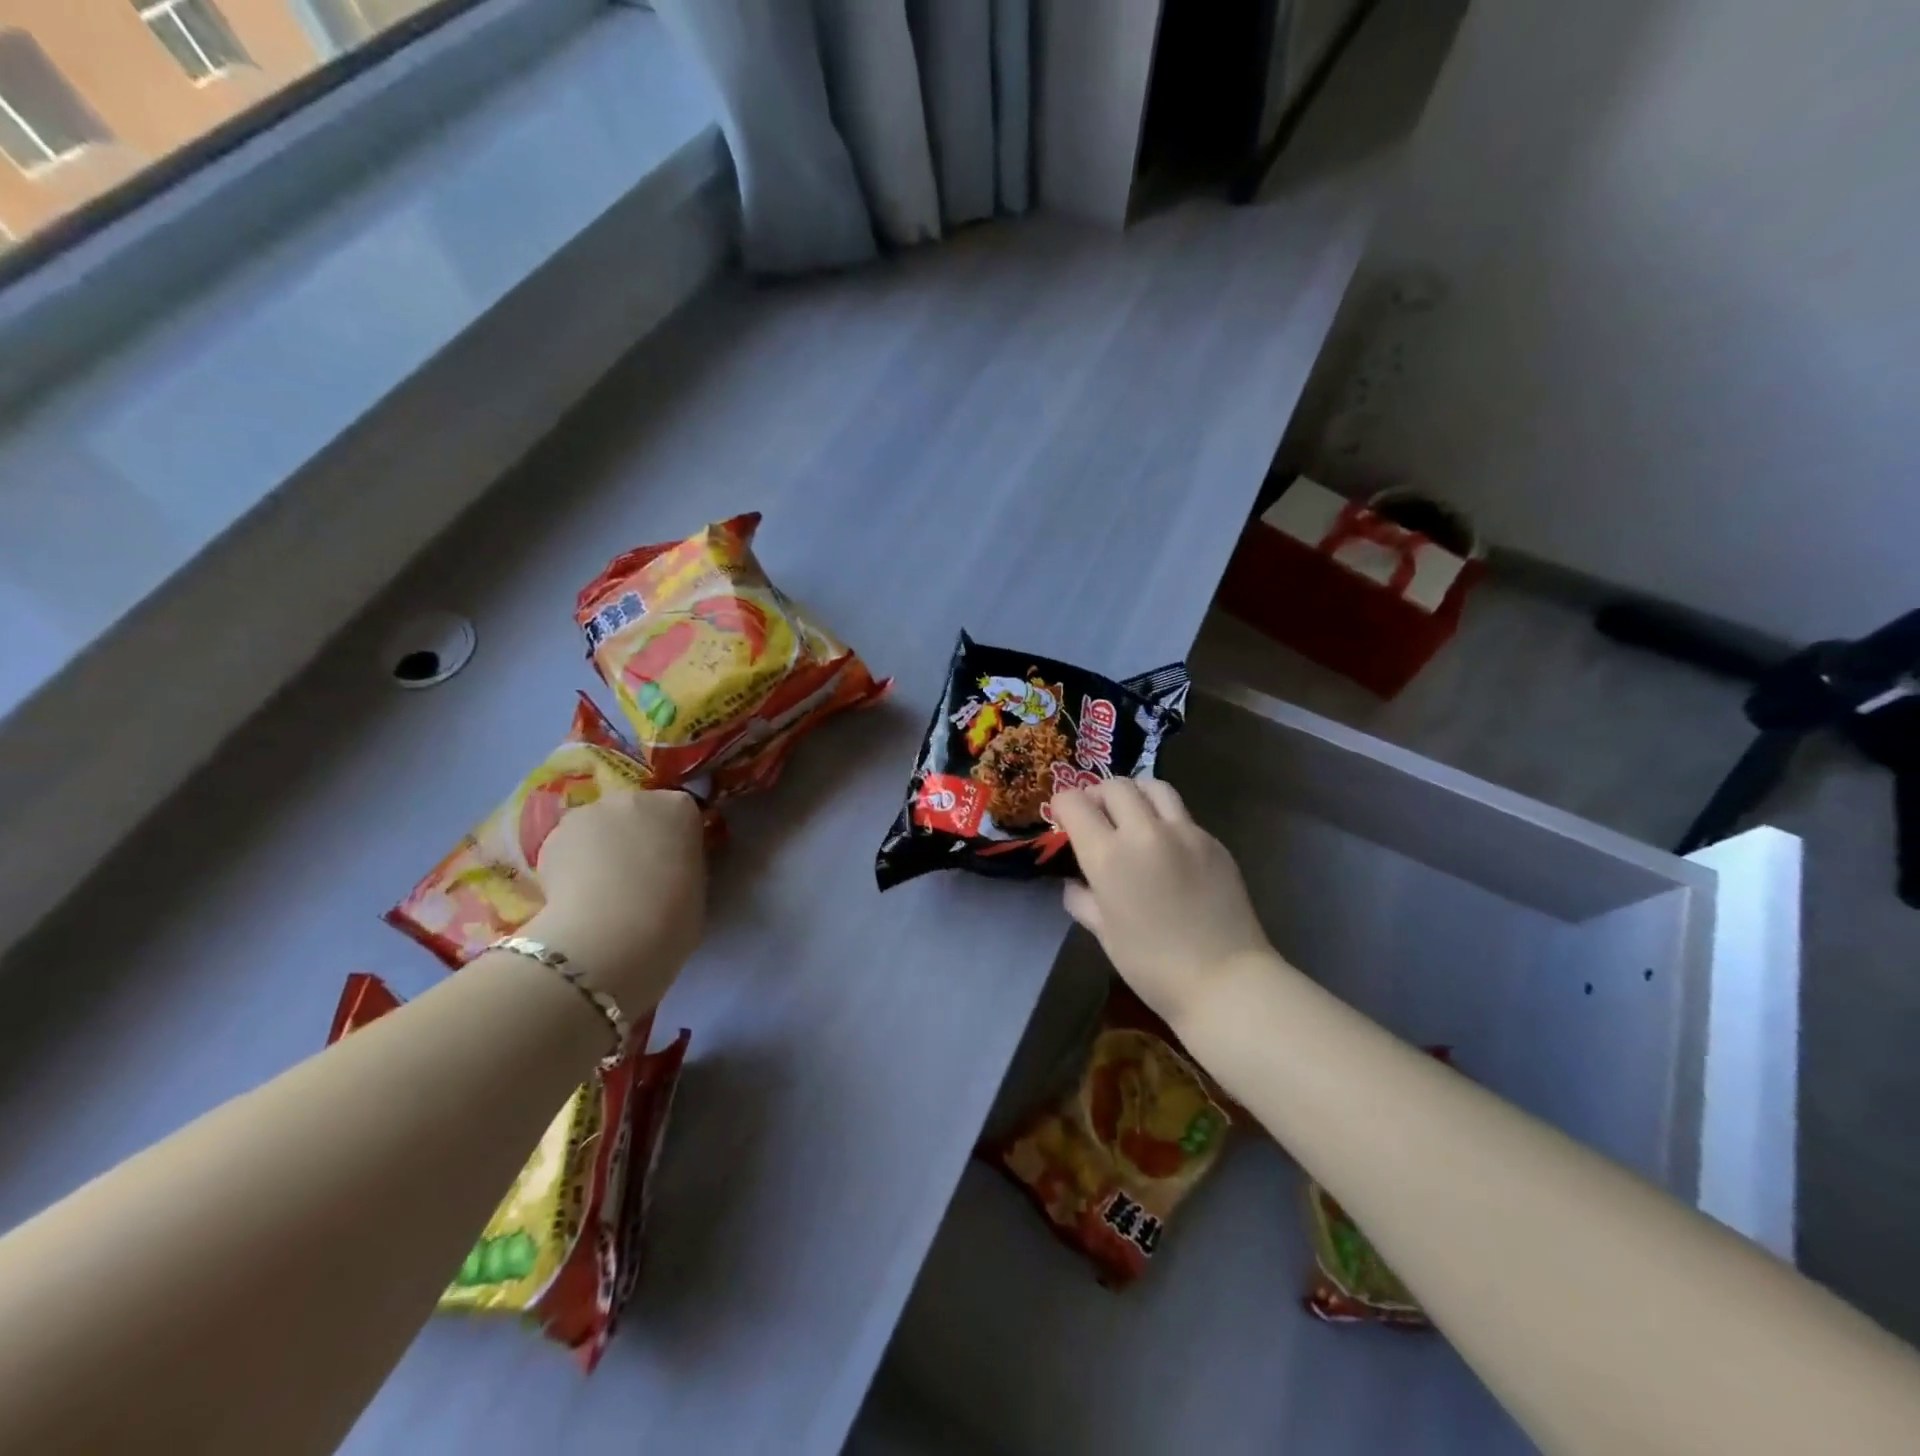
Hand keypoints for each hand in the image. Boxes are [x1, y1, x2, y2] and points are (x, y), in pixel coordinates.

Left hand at [522, 789, 705, 1013]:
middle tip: (635, 878)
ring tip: (598, 891)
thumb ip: (683, 866)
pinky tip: (574, 897)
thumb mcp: (696, 888)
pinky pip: (568, 847)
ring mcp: (591, 812)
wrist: (612, 935)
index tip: (672, 866)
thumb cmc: (672, 916)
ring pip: (599, 828)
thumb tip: (669, 871)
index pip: (681, 815)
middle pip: (637, 813)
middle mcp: (636, 799)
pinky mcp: (553, 835)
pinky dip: (570, 865)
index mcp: (679, 808)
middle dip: (635, 837)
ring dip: (600, 849)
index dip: (675, 841)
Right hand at [1051, 779, 1272, 1029]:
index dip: (1062, 805)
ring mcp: (1184, 832)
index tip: (1062, 817)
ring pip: (1152, 787)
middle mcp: (1145, 832)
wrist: (1225, 980)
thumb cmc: (1153, 966)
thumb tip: (1075, 882)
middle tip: (1094, 815)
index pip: (1074, 803)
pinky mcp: (1213, 841)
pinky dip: (1163, 817)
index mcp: (1109, 856)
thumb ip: (1082, 899)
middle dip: (1096, 794)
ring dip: (1133, 794)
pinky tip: (1164, 845)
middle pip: (1114, 786)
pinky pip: (1180, 813)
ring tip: (1130, 814)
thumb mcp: (1104, 933)